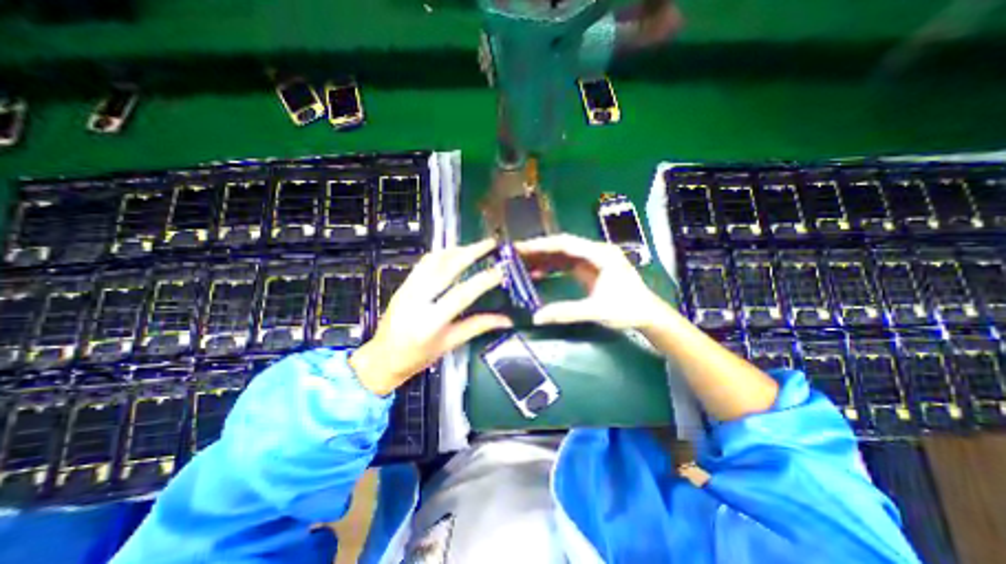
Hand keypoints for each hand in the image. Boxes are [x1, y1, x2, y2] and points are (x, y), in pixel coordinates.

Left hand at [350, 241, 511, 394]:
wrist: (382, 358)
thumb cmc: (417, 357)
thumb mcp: (450, 344)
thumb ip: (478, 327)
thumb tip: (507, 319)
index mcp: (430, 322)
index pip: (460, 295)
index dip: (482, 281)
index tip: (500, 270)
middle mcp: (416, 300)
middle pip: (446, 268)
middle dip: (470, 252)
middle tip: (490, 243)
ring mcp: (407, 289)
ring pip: (434, 260)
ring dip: (457, 249)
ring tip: (476, 246)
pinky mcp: (403, 284)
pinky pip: (424, 263)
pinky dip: (442, 254)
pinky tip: (454, 252)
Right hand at [517, 234, 666, 330]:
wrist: (648, 315)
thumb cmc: (627, 309)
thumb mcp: (596, 311)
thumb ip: (566, 312)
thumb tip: (536, 317)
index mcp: (600, 254)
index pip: (565, 243)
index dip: (542, 245)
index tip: (522, 247)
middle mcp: (596, 252)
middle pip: (562, 246)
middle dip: (539, 249)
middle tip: (516, 253)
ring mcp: (593, 259)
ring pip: (563, 254)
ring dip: (544, 258)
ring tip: (522, 263)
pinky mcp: (590, 269)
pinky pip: (567, 264)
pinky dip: (552, 268)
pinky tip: (538, 273)